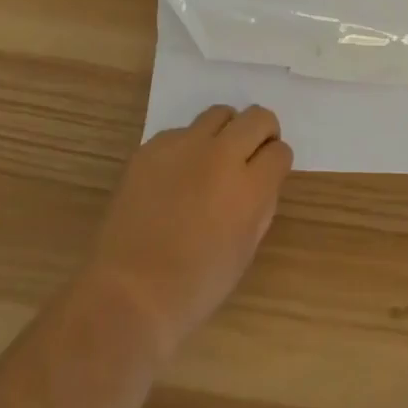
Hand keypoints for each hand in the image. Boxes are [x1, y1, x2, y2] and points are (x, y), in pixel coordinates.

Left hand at [86, 105, 292, 358]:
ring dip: (225, 132)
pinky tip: (175, 178)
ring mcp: (184, 146)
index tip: (269, 173)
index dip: (276, 163)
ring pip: (219, 114)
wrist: (127, 293)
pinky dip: (188, 148)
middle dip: (261, 133)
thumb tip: (262, 180)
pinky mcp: (152, 146)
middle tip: (250, 156)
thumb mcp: (244, 251)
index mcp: (249, 188)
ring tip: (212, 161)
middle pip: (256, 117)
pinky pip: (182, 132)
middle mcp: (221, 156)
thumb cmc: (194, 287)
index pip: (279, 151)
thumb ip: (260, 206)